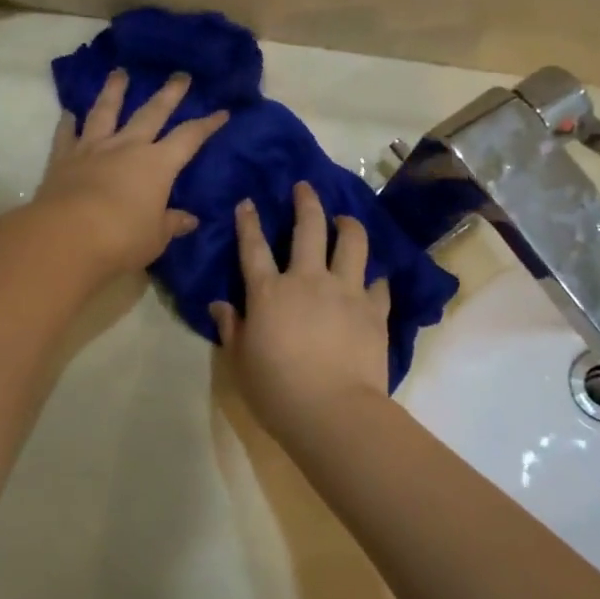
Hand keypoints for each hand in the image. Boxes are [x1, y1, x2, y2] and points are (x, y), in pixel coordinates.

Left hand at [36, 70, 228, 277]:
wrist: (66, 238)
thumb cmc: (121, 239)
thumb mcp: (156, 237)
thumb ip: (171, 223)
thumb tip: (190, 220)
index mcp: (157, 165)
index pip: (189, 138)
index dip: (207, 125)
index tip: (221, 112)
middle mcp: (127, 147)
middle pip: (152, 113)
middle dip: (169, 94)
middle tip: (180, 75)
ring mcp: (93, 149)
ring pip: (106, 112)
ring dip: (114, 91)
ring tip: (119, 72)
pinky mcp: (63, 159)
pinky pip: (67, 135)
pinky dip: (68, 123)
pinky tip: (68, 113)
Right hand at [210, 181, 391, 442]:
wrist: (332, 411)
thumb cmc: (277, 390)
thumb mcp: (241, 361)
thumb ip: (232, 328)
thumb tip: (219, 306)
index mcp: (269, 292)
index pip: (253, 247)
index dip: (248, 222)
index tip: (248, 202)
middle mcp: (308, 280)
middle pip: (308, 228)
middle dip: (306, 202)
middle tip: (305, 187)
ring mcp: (346, 291)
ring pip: (352, 243)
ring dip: (348, 225)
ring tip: (346, 220)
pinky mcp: (375, 310)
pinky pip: (379, 284)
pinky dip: (375, 280)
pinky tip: (374, 281)